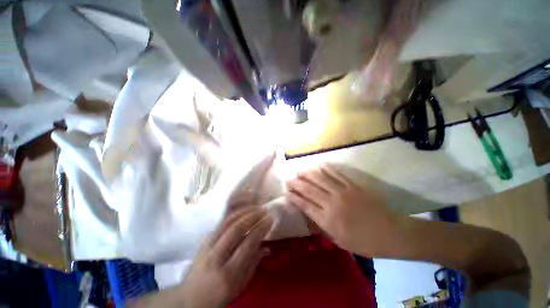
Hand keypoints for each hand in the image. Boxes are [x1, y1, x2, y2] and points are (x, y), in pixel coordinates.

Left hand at [181, 207, 271, 307]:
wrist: (190, 298)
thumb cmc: (219, 296)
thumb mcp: (240, 286)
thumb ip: (254, 264)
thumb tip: (268, 247)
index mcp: (228, 274)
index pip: (248, 244)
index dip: (260, 229)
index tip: (270, 220)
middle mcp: (216, 257)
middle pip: (236, 229)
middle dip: (253, 216)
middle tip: (264, 211)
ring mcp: (208, 246)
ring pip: (227, 222)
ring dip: (244, 212)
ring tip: (256, 208)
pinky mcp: (205, 240)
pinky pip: (221, 221)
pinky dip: (234, 213)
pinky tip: (243, 209)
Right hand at [286, 165, 399, 256]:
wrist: (391, 233)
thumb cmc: (364, 242)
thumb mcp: (339, 241)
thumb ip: (322, 227)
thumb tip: (309, 214)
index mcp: (327, 219)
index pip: (305, 205)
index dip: (294, 197)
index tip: (287, 191)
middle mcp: (331, 203)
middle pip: (309, 190)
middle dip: (297, 183)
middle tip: (288, 178)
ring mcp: (343, 192)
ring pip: (320, 179)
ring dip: (308, 174)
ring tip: (300, 171)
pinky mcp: (353, 185)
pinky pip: (336, 174)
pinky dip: (326, 169)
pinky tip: (319, 165)